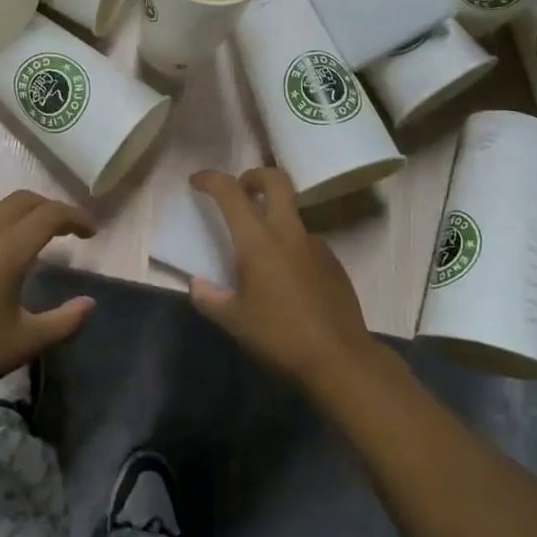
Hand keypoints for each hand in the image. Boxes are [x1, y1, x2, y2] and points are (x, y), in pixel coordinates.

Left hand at [0, 191, 96, 406]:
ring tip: (30, 232)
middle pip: (22, 200)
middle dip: (49, 207)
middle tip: (66, 228)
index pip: (49, 215)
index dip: (75, 217)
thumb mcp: (24, 343)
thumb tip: (89, 303)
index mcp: (8, 249)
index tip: (91, 232)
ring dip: (19, 210)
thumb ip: (64, 322)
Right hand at [189, 167, 379, 395]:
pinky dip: (291, 246)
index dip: (210, 179)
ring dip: (274, 216)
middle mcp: (288, 233)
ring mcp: (316, 245)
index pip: (230, 192)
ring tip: (261, 252)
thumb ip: (210, 298)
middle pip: (276, 180)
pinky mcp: (334, 263)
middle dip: (254, 176)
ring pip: (293, 213)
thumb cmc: (279, 336)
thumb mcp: (234, 322)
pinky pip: (306, 242)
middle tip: (240, 190)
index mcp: (258, 241)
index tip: (196, 182)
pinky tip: (287, 279)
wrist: (340, 360)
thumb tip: (198, 284)